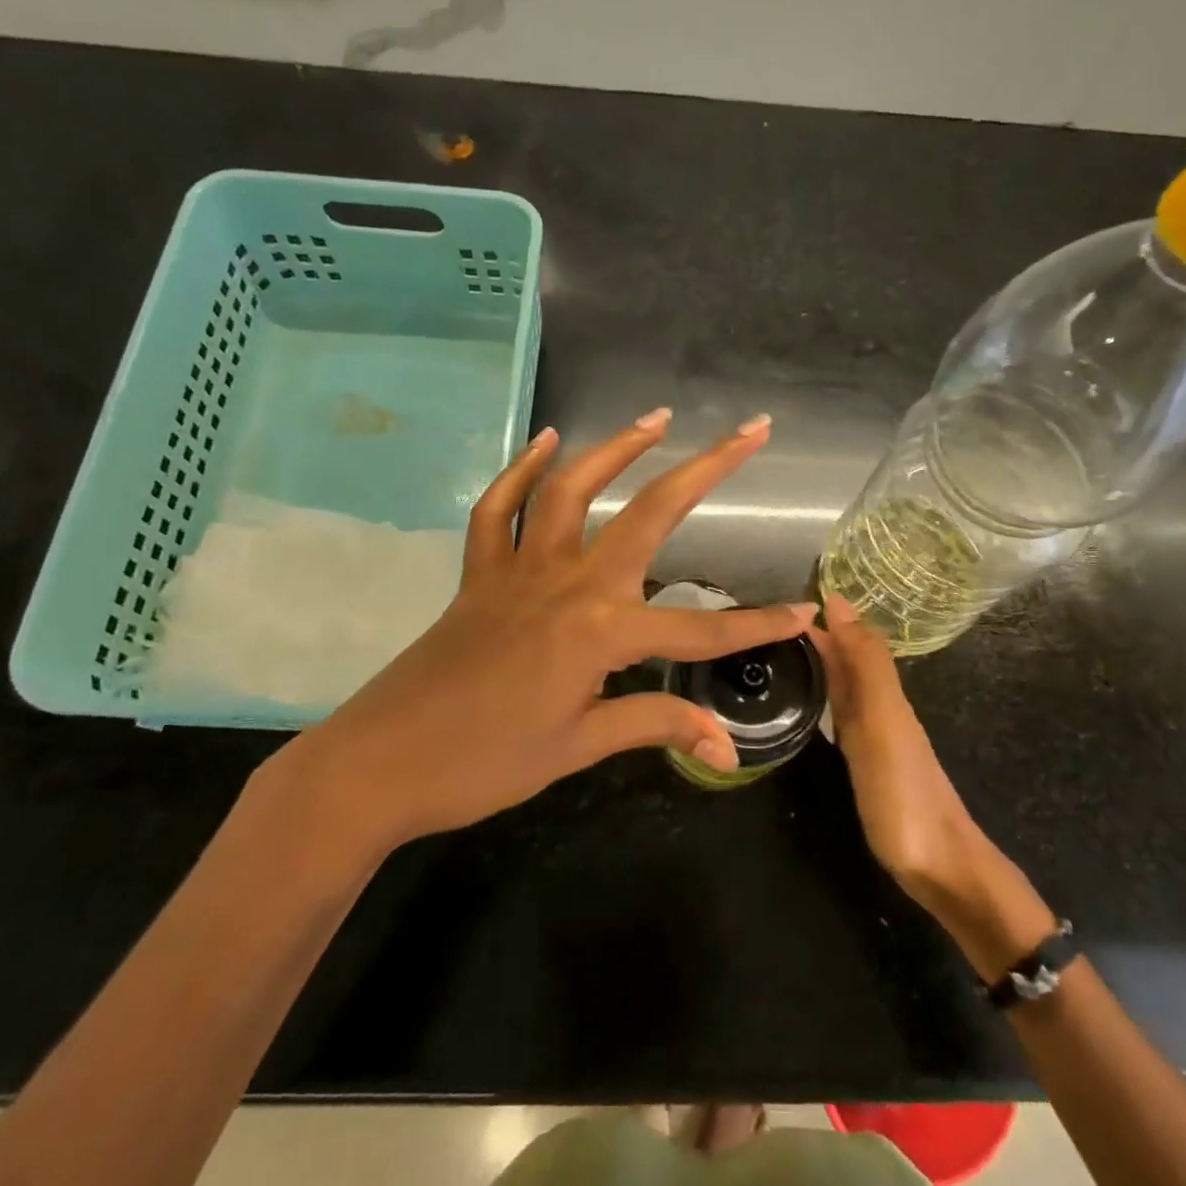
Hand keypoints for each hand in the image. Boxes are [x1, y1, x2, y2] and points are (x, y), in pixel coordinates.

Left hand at [278, 410, 815, 860]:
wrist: (379, 765)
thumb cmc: (484, 764)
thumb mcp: (579, 748)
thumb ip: (654, 726)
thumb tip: (724, 746)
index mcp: (601, 633)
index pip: (700, 630)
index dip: (758, 624)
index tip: (806, 612)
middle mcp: (569, 584)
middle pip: (650, 514)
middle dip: (708, 469)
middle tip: (751, 430)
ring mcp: (520, 570)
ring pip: (573, 490)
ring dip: (618, 449)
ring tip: (657, 420)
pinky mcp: (480, 575)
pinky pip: (499, 510)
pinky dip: (521, 472)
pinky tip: (546, 443)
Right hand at [811, 593, 1056, 978]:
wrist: (940, 866)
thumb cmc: (903, 792)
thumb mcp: (882, 721)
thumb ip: (864, 663)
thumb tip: (839, 601)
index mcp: (883, 692)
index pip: (852, 639)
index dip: (826, 616)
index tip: (784, 599)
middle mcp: (881, 707)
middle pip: (850, 659)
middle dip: (820, 634)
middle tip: (770, 621)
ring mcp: (876, 737)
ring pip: (847, 685)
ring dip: (822, 662)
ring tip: (783, 649)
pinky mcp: (869, 764)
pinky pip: (844, 714)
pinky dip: (827, 696)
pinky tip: (813, 701)